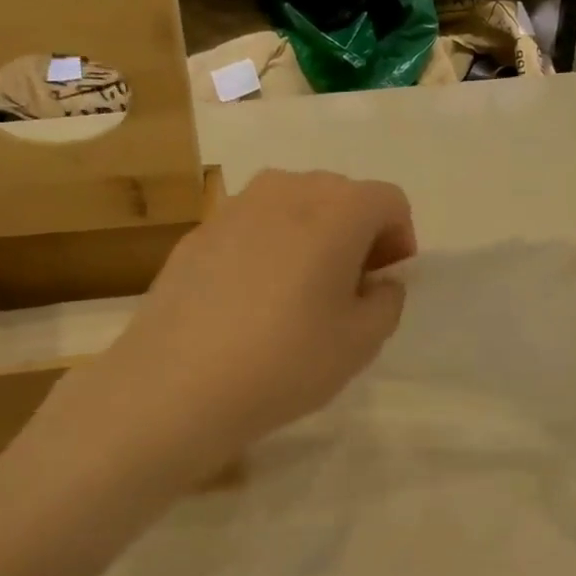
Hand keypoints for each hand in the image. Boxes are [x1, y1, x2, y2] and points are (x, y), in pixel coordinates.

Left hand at [36, 170, 415, 474]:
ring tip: (300, 290)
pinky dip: (269, 247)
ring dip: (312, 235)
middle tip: (349, 288)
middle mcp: (288, 190)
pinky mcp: (199, 232)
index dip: (399, 238)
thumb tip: (377, 282)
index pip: (389, 200)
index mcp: (338, 210)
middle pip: (342, 194)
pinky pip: (253, 225)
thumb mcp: (362, 342)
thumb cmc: (285, 361)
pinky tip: (252, 300)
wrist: (176, 385)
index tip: (384, 281)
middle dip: (357, 233)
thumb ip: (387, 301)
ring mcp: (236, 207)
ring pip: (294, 204)